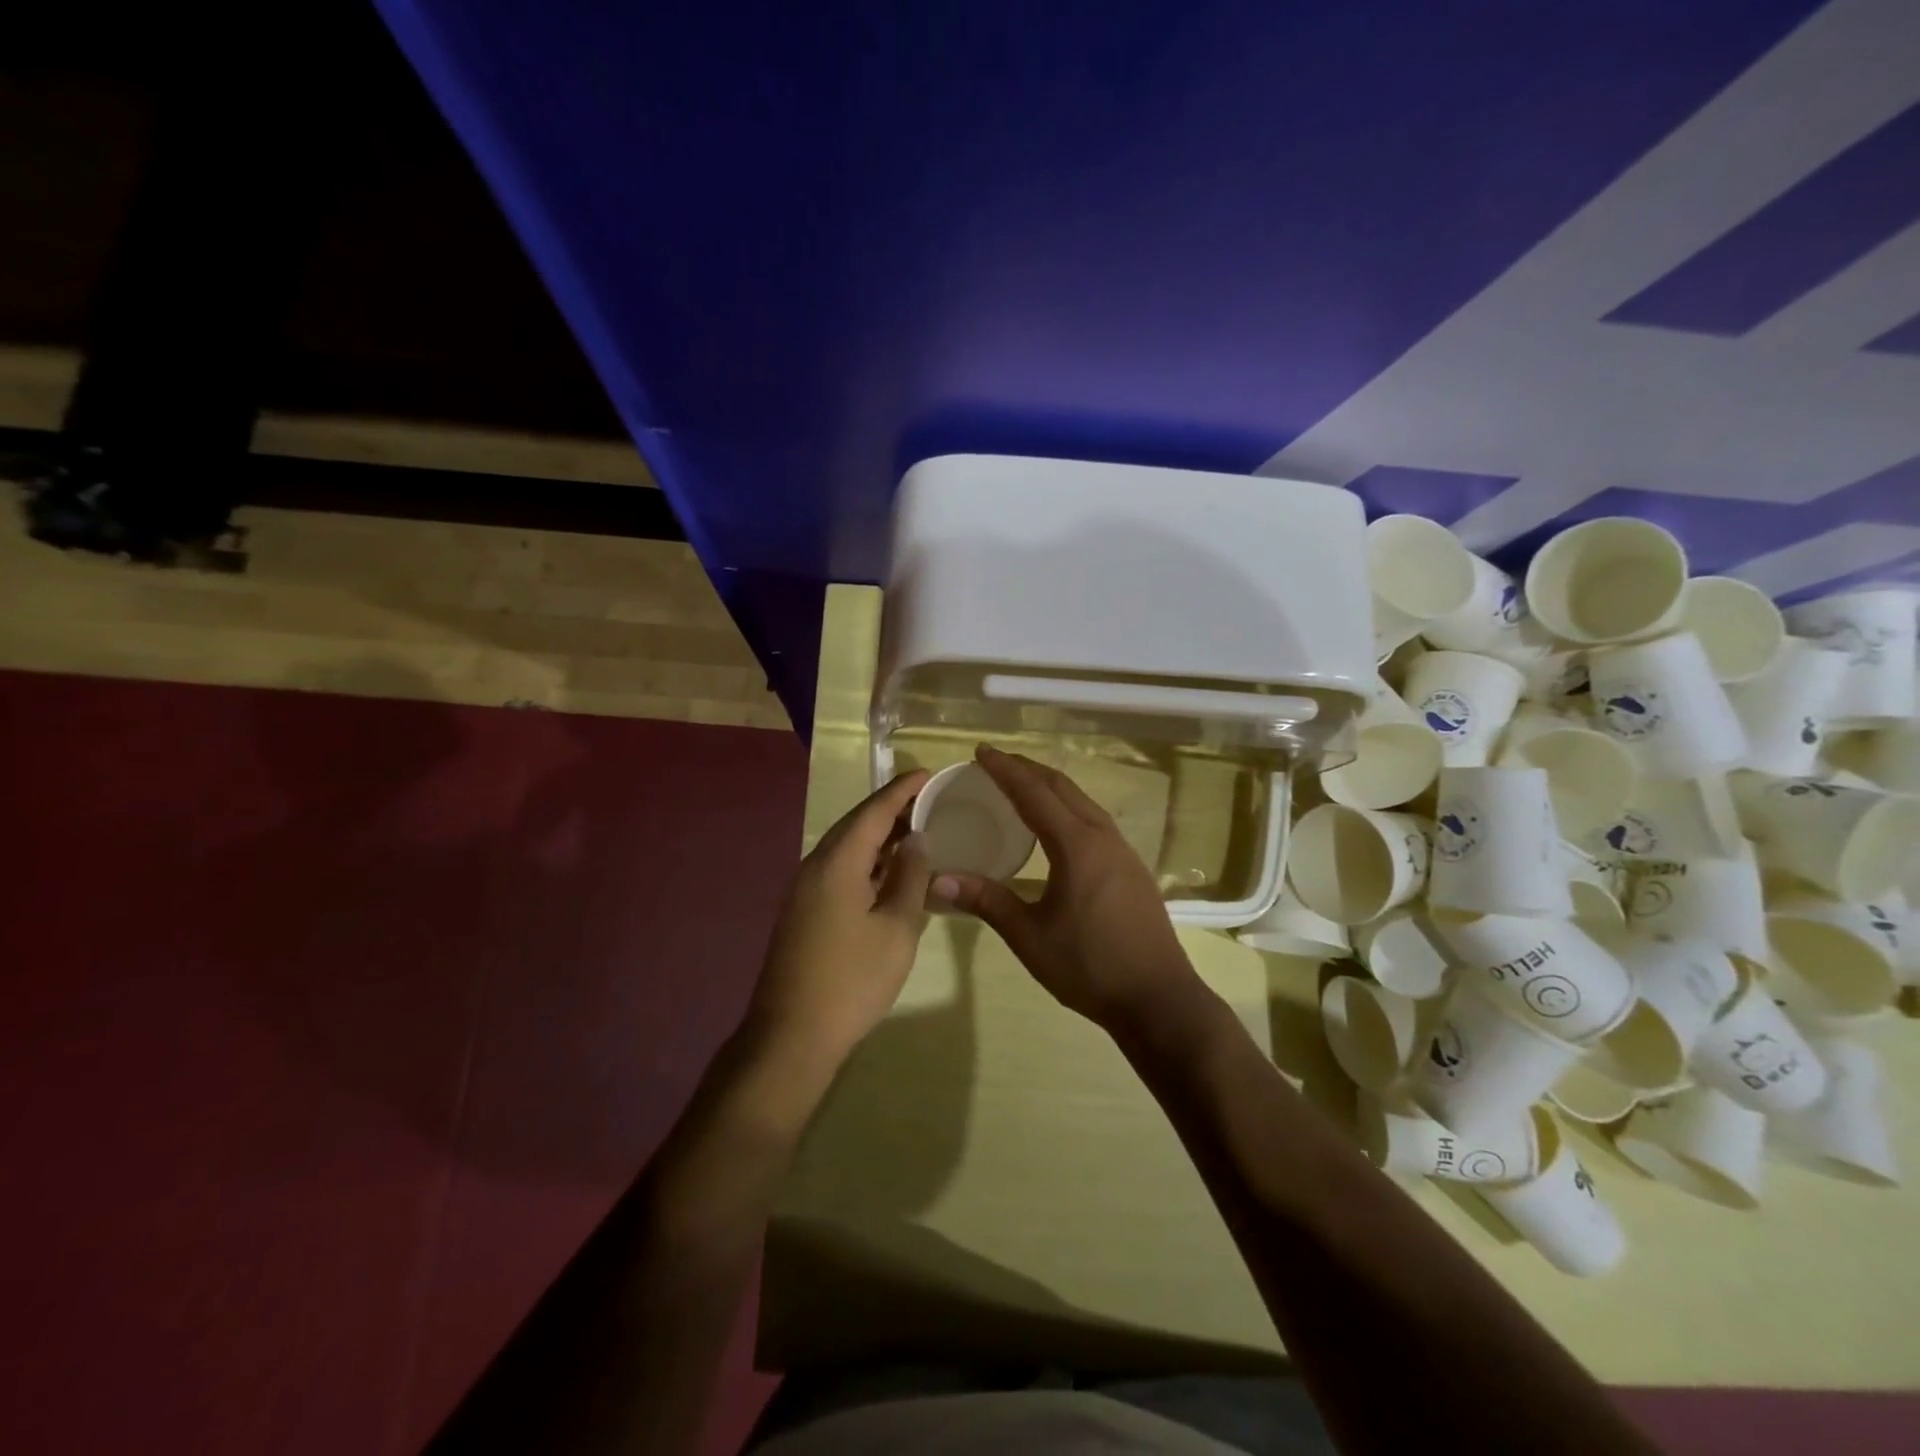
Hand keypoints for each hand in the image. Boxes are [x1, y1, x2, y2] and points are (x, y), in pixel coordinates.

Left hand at [750, 771, 933, 1069]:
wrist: (791, 1036)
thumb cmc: (852, 980)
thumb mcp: (897, 927)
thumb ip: (910, 877)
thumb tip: (917, 839)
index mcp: (837, 861)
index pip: (874, 810)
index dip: (903, 789)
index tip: (928, 772)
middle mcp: (815, 865)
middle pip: (857, 824)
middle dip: (892, 809)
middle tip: (929, 801)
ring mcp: (804, 889)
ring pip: (847, 848)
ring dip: (880, 837)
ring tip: (917, 831)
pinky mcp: (803, 910)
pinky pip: (839, 870)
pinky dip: (867, 862)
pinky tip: (890, 873)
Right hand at [932, 746, 1204, 1034]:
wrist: (1159, 999)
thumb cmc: (1089, 966)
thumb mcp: (1030, 936)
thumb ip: (986, 902)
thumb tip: (938, 879)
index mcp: (1077, 846)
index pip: (1034, 794)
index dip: (1006, 770)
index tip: (981, 751)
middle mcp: (1103, 837)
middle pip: (1063, 788)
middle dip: (1028, 770)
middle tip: (997, 763)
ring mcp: (1123, 851)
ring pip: (1083, 802)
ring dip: (1051, 787)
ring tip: (1023, 786)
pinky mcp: (1132, 868)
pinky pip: (1095, 821)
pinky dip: (1069, 808)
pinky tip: (1058, 827)